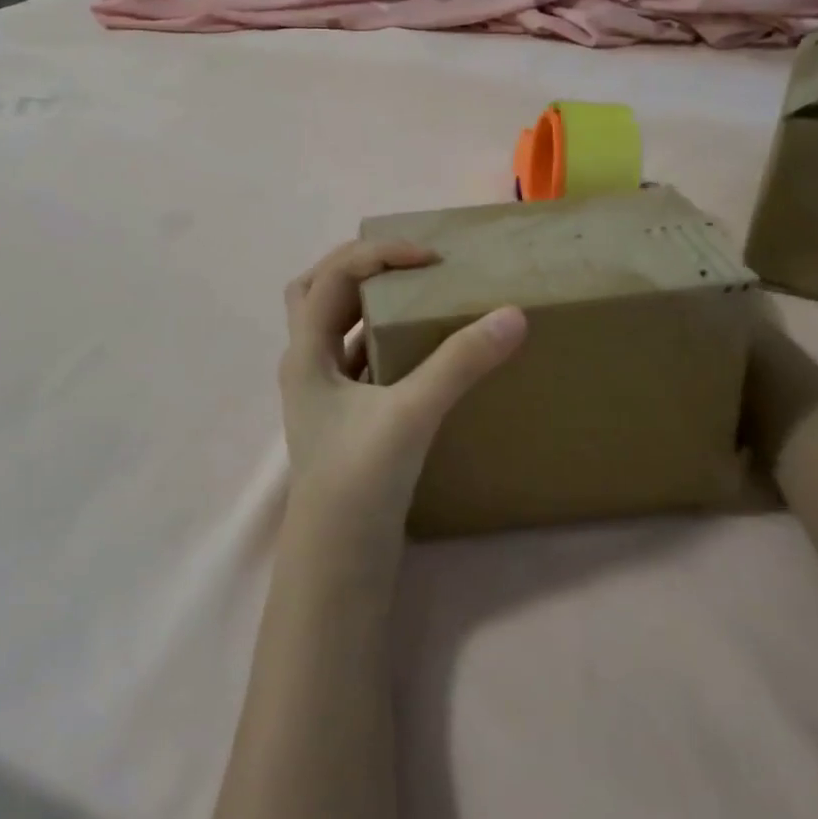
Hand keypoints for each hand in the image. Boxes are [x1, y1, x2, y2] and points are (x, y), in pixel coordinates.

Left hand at [279, 240, 526, 551]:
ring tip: (414, 295)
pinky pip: (358, 361)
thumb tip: (512, 315)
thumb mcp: (411, 413)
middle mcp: (305, 366)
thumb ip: (460, 362)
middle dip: (356, 267)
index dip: (379, 254)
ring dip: (368, 304)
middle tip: (403, 263)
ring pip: (335, 328)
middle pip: (317, 292)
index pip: (334, 276)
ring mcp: (322, 395)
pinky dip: (382, 342)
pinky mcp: (344, 419)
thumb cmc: (359, 480)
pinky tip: (418, 351)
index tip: (430, 258)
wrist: (339, 563)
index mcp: (305, 352)